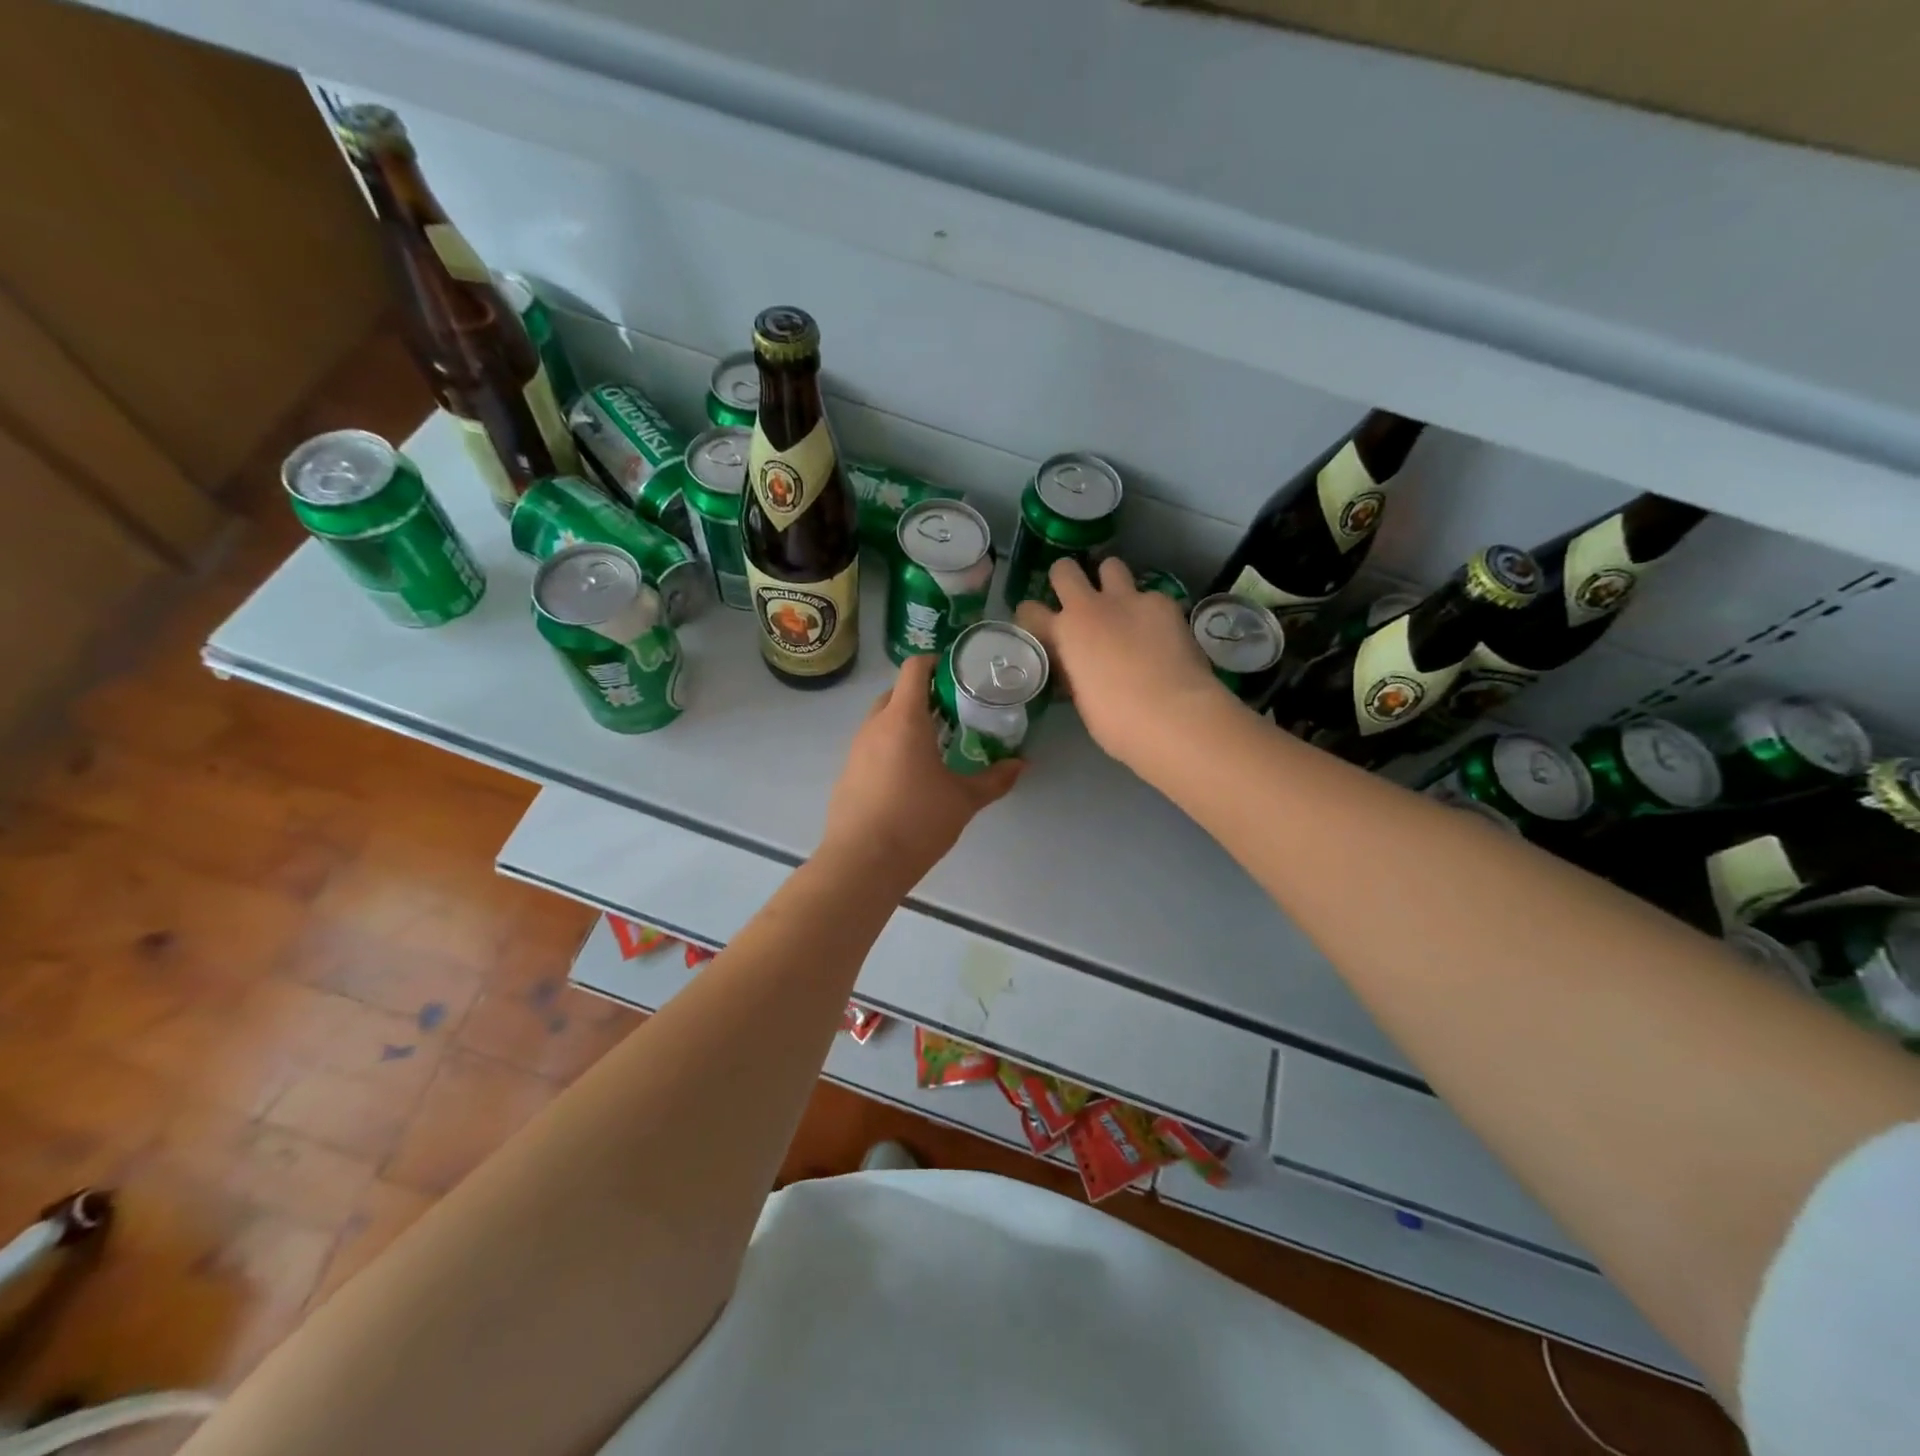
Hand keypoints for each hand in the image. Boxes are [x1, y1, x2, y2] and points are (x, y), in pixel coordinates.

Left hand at [819, 653, 1021, 884]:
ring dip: (906, 722)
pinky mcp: (847, 773)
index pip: (914, 668)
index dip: (936, 662)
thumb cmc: (917, 821)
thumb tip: (1022, 764)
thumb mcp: (964, 800)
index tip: (958, 674)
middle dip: (923, 695)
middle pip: (897, 692)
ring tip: (935, 744)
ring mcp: (855, 749)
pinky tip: (909, 776)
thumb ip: (995, 779)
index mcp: (903, 718)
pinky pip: (871, 746)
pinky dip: (891, 747)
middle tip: (954, 713)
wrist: (862, 863)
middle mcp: (875, 725)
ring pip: (882, 720)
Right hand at [1014, 556, 1228, 770]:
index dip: (1032, 617)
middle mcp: (1091, 607)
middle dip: (1067, 578)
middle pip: (1064, 569)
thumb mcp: (1082, 699)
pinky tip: (1161, 632)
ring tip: (1121, 605)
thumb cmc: (1117, 721)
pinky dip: (1150, 609)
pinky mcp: (1164, 602)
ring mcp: (1129, 599)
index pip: (1029, 610)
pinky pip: (1150, 595)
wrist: (1172, 714)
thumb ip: (1074, 672)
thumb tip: (1076, 666)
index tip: (1040, 627)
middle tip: (1078, 599)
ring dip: (1110, 581)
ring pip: (1110, 565)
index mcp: (1064, 634)